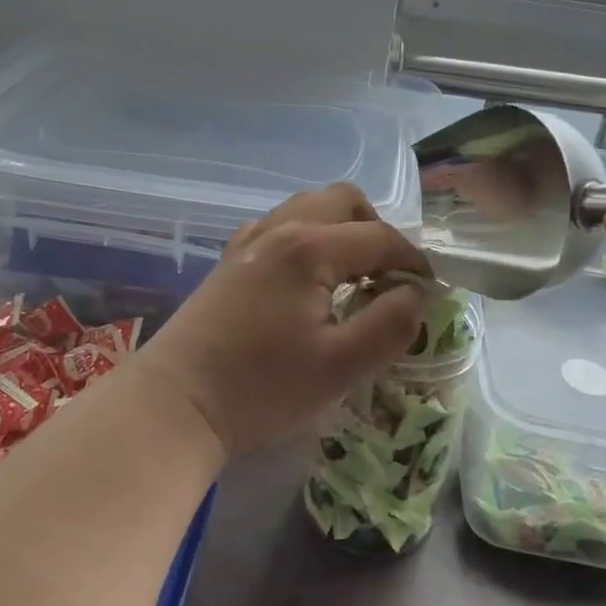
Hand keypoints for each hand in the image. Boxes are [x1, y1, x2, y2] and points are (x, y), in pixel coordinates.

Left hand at [138, 184, 432, 457]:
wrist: (176, 405)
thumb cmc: (261, 388)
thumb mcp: (340, 367)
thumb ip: (390, 324)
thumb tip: (417, 294)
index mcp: (309, 248)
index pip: (381, 238)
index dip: (414, 262)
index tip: (430, 292)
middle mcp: (279, 229)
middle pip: (344, 200)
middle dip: (378, 230)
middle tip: (388, 277)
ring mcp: (249, 241)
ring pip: (309, 207)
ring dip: (341, 230)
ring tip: (352, 277)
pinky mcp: (230, 260)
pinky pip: (280, 227)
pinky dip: (307, 238)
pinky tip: (307, 281)